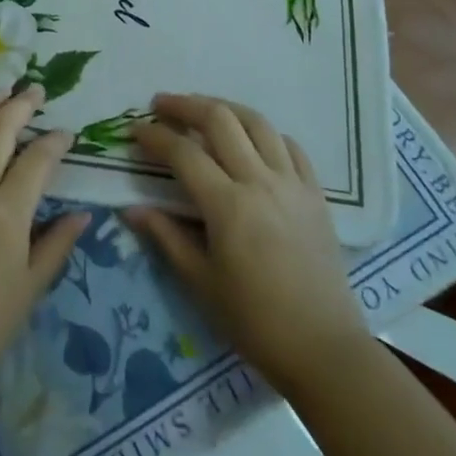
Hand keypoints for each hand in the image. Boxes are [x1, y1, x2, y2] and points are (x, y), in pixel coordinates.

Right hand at [128, 92, 368, 395]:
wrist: (325, 349)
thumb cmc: (255, 321)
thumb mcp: (201, 282)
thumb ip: (166, 236)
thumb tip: (131, 208)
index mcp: (228, 205)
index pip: (183, 153)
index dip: (155, 136)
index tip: (135, 130)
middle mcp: (260, 181)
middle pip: (220, 119)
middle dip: (185, 105)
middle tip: (161, 105)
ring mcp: (292, 183)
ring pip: (257, 122)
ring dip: (225, 108)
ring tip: (203, 110)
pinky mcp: (316, 193)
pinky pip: (290, 146)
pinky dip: (266, 134)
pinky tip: (252, 140)